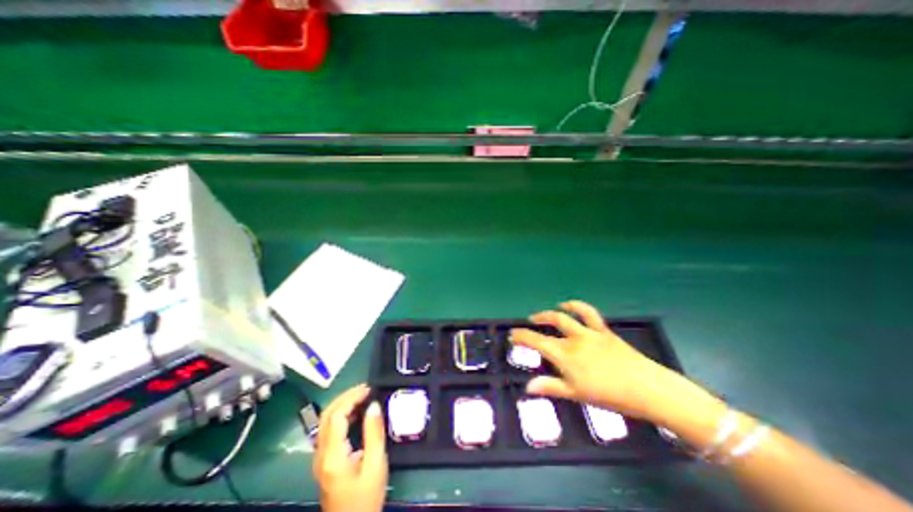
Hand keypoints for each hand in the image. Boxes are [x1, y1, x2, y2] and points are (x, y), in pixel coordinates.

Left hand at [315, 384, 388, 510]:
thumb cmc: (366, 497)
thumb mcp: (376, 464)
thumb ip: (374, 433)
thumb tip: (374, 405)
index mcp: (333, 455)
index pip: (336, 416)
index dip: (352, 397)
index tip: (369, 389)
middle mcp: (321, 454)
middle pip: (326, 415)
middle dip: (345, 397)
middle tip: (365, 388)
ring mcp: (319, 458)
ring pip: (325, 421)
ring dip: (342, 404)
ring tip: (362, 396)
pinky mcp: (324, 461)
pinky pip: (328, 429)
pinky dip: (341, 415)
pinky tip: (356, 413)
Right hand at [511, 298, 679, 421]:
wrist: (647, 388)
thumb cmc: (609, 395)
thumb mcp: (576, 395)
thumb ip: (550, 387)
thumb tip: (527, 387)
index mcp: (565, 355)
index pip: (536, 342)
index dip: (522, 337)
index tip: (512, 335)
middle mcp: (573, 339)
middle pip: (549, 324)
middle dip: (534, 323)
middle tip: (525, 326)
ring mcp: (589, 332)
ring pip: (565, 316)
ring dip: (550, 313)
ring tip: (541, 315)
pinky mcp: (603, 330)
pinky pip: (588, 313)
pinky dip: (576, 306)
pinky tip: (568, 305)